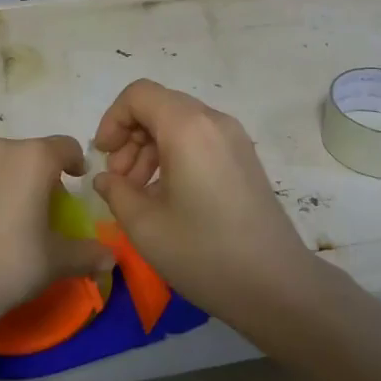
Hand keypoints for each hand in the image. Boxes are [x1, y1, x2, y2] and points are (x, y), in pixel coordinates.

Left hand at [0, 136, 114, 325]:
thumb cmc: (12, 263)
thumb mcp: (57, 261)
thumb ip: (87, 253)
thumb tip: (111, 258)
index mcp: (35, 158)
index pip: (65, 146)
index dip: (74, 162)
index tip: (75, 181)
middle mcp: (0, 148)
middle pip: (28, 152)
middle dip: (36, 173)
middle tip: (38, 207)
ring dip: (1, 176)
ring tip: (0, 211)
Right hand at [92, 80, 314, 324]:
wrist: (277, 285)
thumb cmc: (204, 253)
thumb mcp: (145, 226)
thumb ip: (115, 192)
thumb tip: (106, 178)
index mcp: (187, 127)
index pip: (139, 95)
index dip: (112, 120)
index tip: (103, 157)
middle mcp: (213, 121)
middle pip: (159, 106)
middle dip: (130, 137)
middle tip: (119, 181)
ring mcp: (234, 138)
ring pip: (179, 123)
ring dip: (151, 148)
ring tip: (139, 193)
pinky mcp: (244, 158)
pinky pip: (199, 139)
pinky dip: (175, 155)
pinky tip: (167, 197)